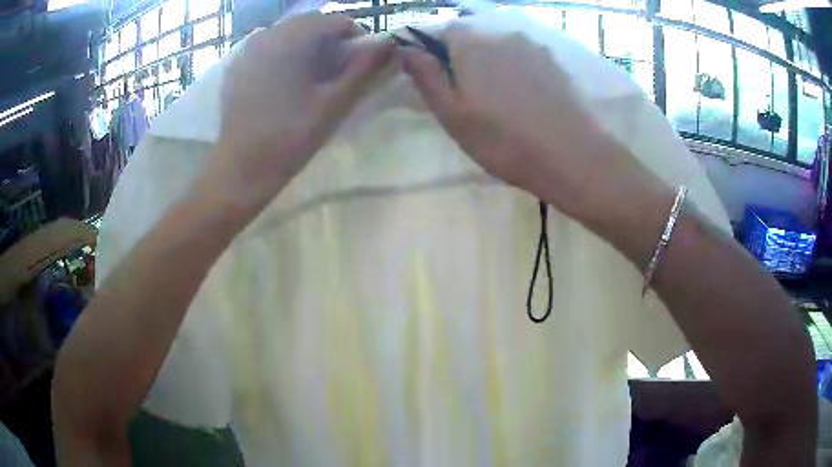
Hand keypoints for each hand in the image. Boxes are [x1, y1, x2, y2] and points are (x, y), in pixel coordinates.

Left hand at [209, 13, 393, 211]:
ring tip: (316, 79)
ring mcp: (248, 50)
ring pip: (291, 35)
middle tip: (341, 74)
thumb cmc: (289, 139)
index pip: (336, 21)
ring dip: (311, 48)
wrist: (240, 171)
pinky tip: (289, 83)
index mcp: (290, 40)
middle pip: (312, 25)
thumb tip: (390, 43)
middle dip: (333, 43)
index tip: (364, 65)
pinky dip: (288, 56)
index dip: (358, 39)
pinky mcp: (239, 67)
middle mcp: (267, 35)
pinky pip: (271, 48)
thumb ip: (364, 69)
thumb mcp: (334, 104)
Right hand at [400, 27, 634, 219]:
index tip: (436, 79)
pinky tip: (525, 98)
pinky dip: (516, 70)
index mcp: (471, 42)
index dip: (432, 52)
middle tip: (468, 95)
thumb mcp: (452, 114)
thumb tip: (406, 49)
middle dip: (462, 57)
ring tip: (499, 100)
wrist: (573, 156)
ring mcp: (533, 45)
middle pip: (471, 36)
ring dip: (491, 63)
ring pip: (499, 46)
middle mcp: (502, 32)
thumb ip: (426, 76)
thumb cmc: (504, 139)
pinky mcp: (555, 61)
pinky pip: (524, 57)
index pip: (438, 30)